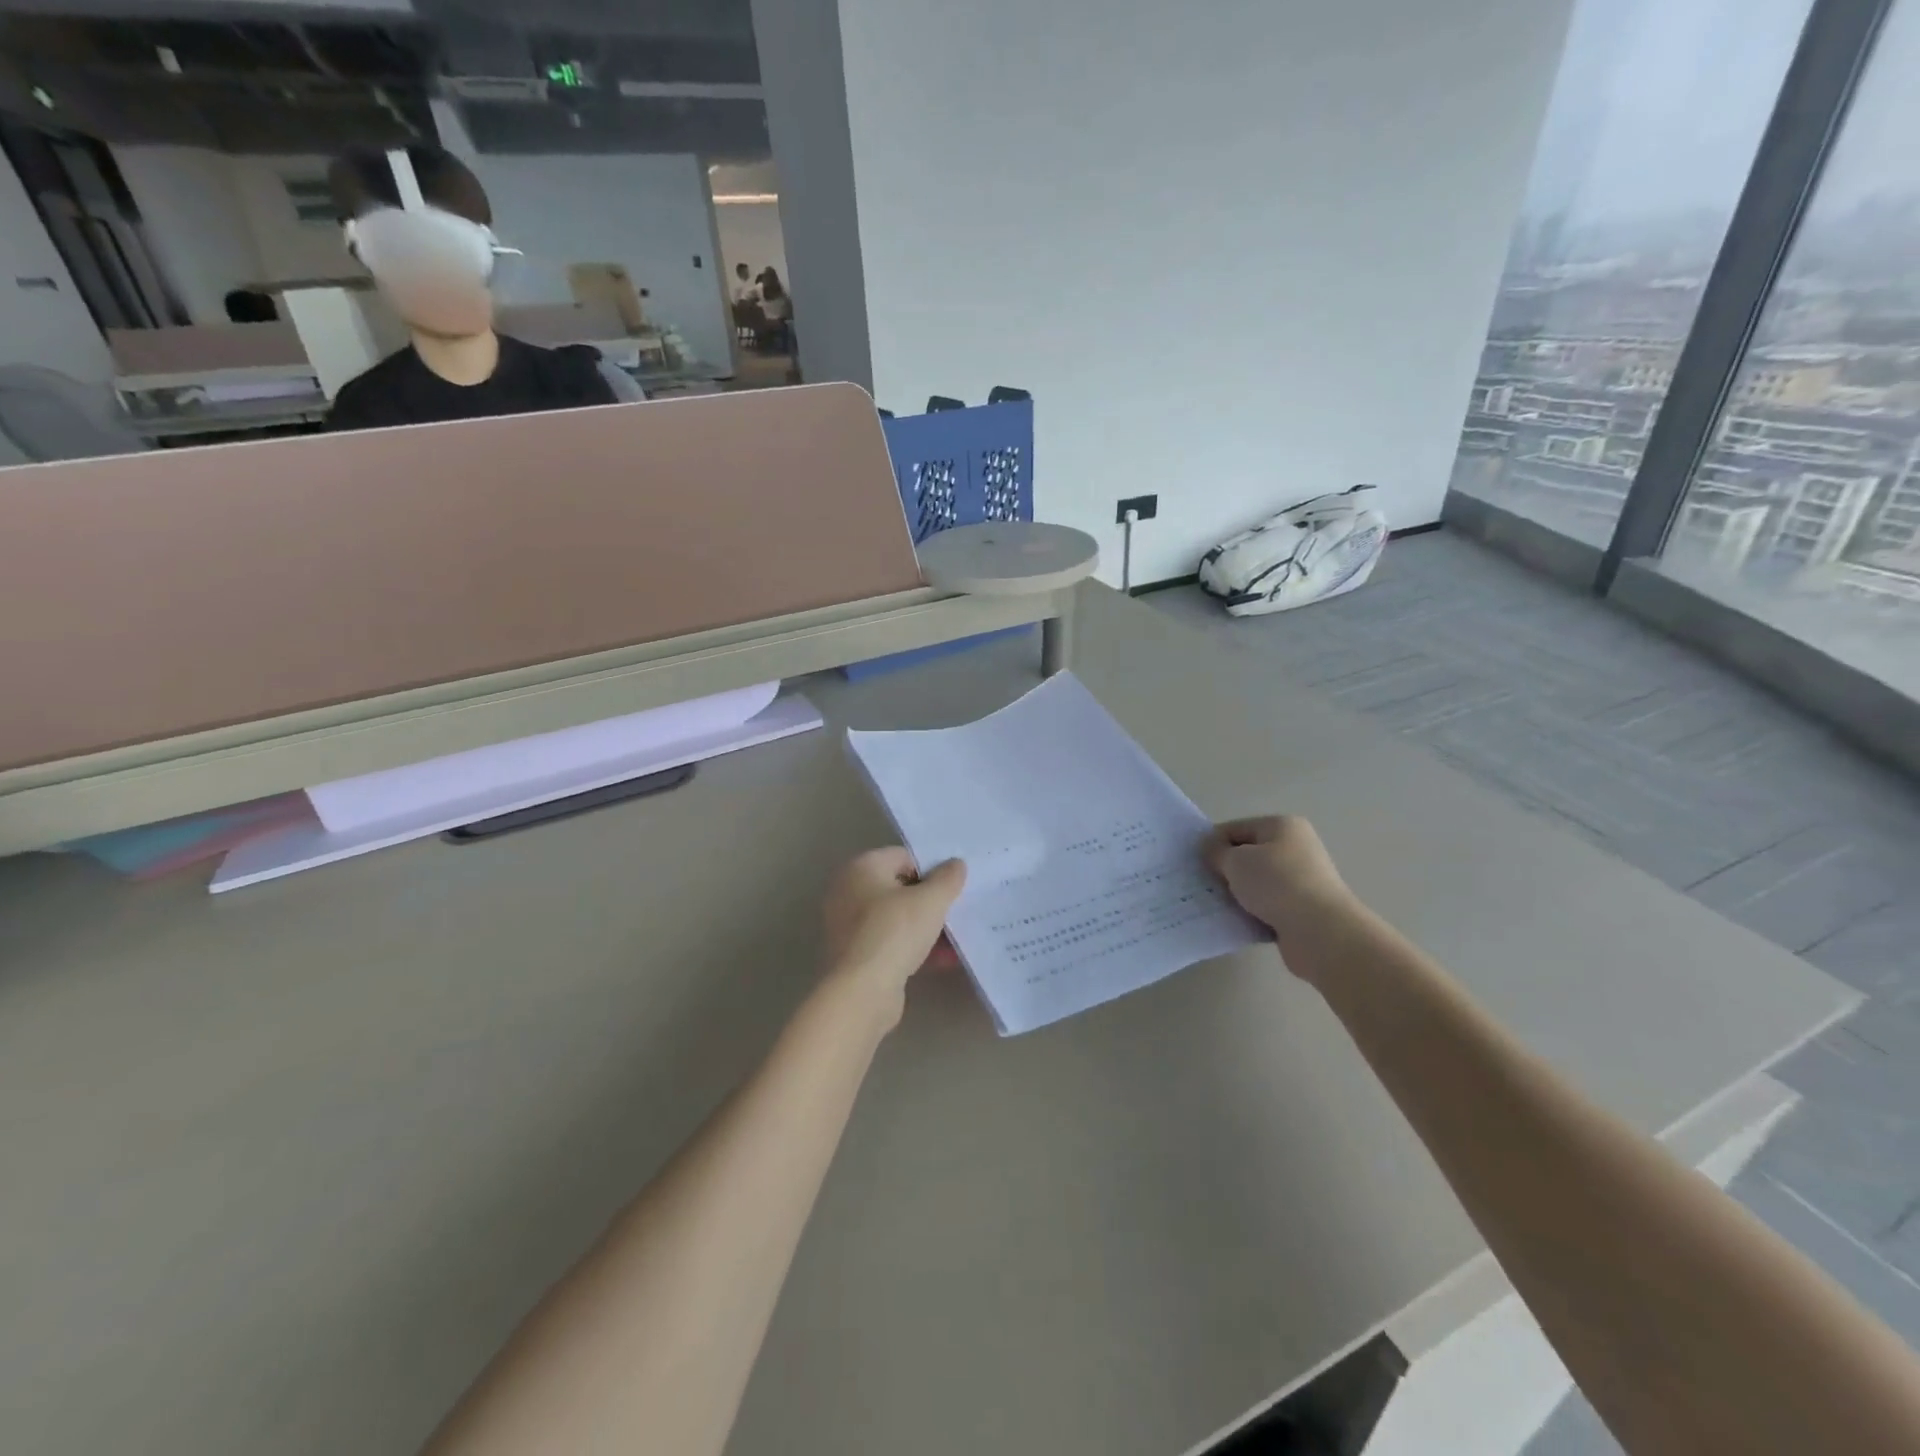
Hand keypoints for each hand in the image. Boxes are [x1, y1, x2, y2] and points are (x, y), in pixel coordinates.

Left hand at [821, 849, 966, 1023]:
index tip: (954, 886)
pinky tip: (941, 960)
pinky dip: (912, 946)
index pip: (904, 856)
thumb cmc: (895, 932)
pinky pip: (889, 941)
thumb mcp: (931, 900)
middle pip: (899, 887)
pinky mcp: (853, 954)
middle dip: (930, 900)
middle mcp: (848, 890)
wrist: (862, 991)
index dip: (932, 868)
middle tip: (956, 910)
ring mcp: (847, 924)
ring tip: (955, 939)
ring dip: (925, 926)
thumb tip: (955, 864)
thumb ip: (948, 878)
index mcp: (861, 867)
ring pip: (896, 917)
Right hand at [1202, 816, 1352, 939]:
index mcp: (1282, 827)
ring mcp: (1301, 880)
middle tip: (1202, 885)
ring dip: (1237, 893)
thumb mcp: (1236, 861)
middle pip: (1247, 855)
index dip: (1212, 844)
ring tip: (1215, 905)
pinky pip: (1266, 906)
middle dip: (1224, 870)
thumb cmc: (1276, 884)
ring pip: (1255, 883)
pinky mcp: (1301, 910)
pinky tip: (1235, 921)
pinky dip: (1250, 912)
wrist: (1321, 933)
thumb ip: (1216, 852)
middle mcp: (1295, 848)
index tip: (1194, 864)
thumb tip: (1210, 850)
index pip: (1236, 828)